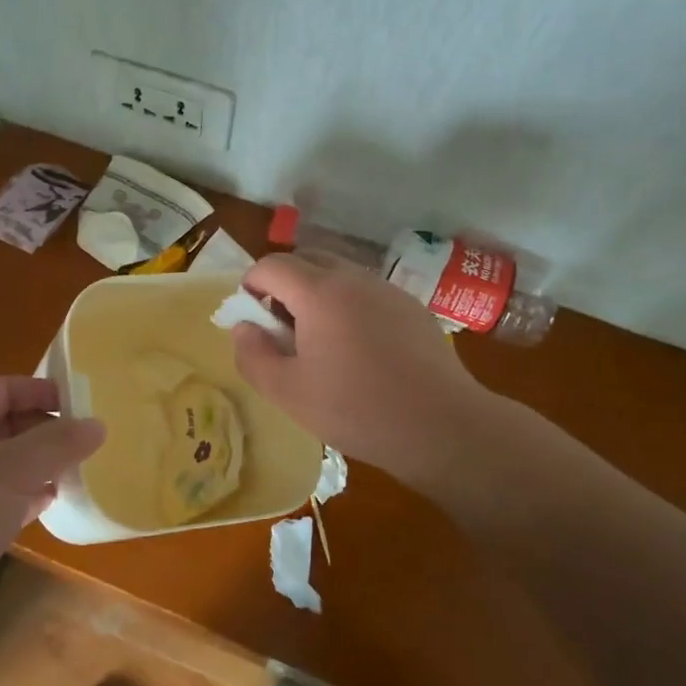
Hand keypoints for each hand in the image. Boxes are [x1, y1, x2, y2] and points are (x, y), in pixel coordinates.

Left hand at [0, 377, 103, 658]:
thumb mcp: (14, 470)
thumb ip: (58, 444)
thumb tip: (97, 424)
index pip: (3, 389)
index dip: (40, 390)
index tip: (80, 403)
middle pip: (7, 425)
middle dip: (46, 429)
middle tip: (87, 439)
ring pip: (8, 464)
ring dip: (41, 464)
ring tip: (80, 468)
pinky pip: (3, 498)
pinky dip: (29, 495)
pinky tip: (55, 501)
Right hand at [231, 252, 492, 484]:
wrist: (442, 426)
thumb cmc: (357, 409)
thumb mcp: (288, 393)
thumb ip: (253, 355)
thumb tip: (243, 328)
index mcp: (319, 292)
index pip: (271, 265)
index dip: (250, 286)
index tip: (250, 319)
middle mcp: (353, 278)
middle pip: (305, 259)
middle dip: (282, 285)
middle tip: (281, 328)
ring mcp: (387, 289)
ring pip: (338, 273)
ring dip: (316, 294)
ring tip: (319, 341)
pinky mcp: (411, 307)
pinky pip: (366, 292)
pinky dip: (348, 305)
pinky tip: (359, 349)